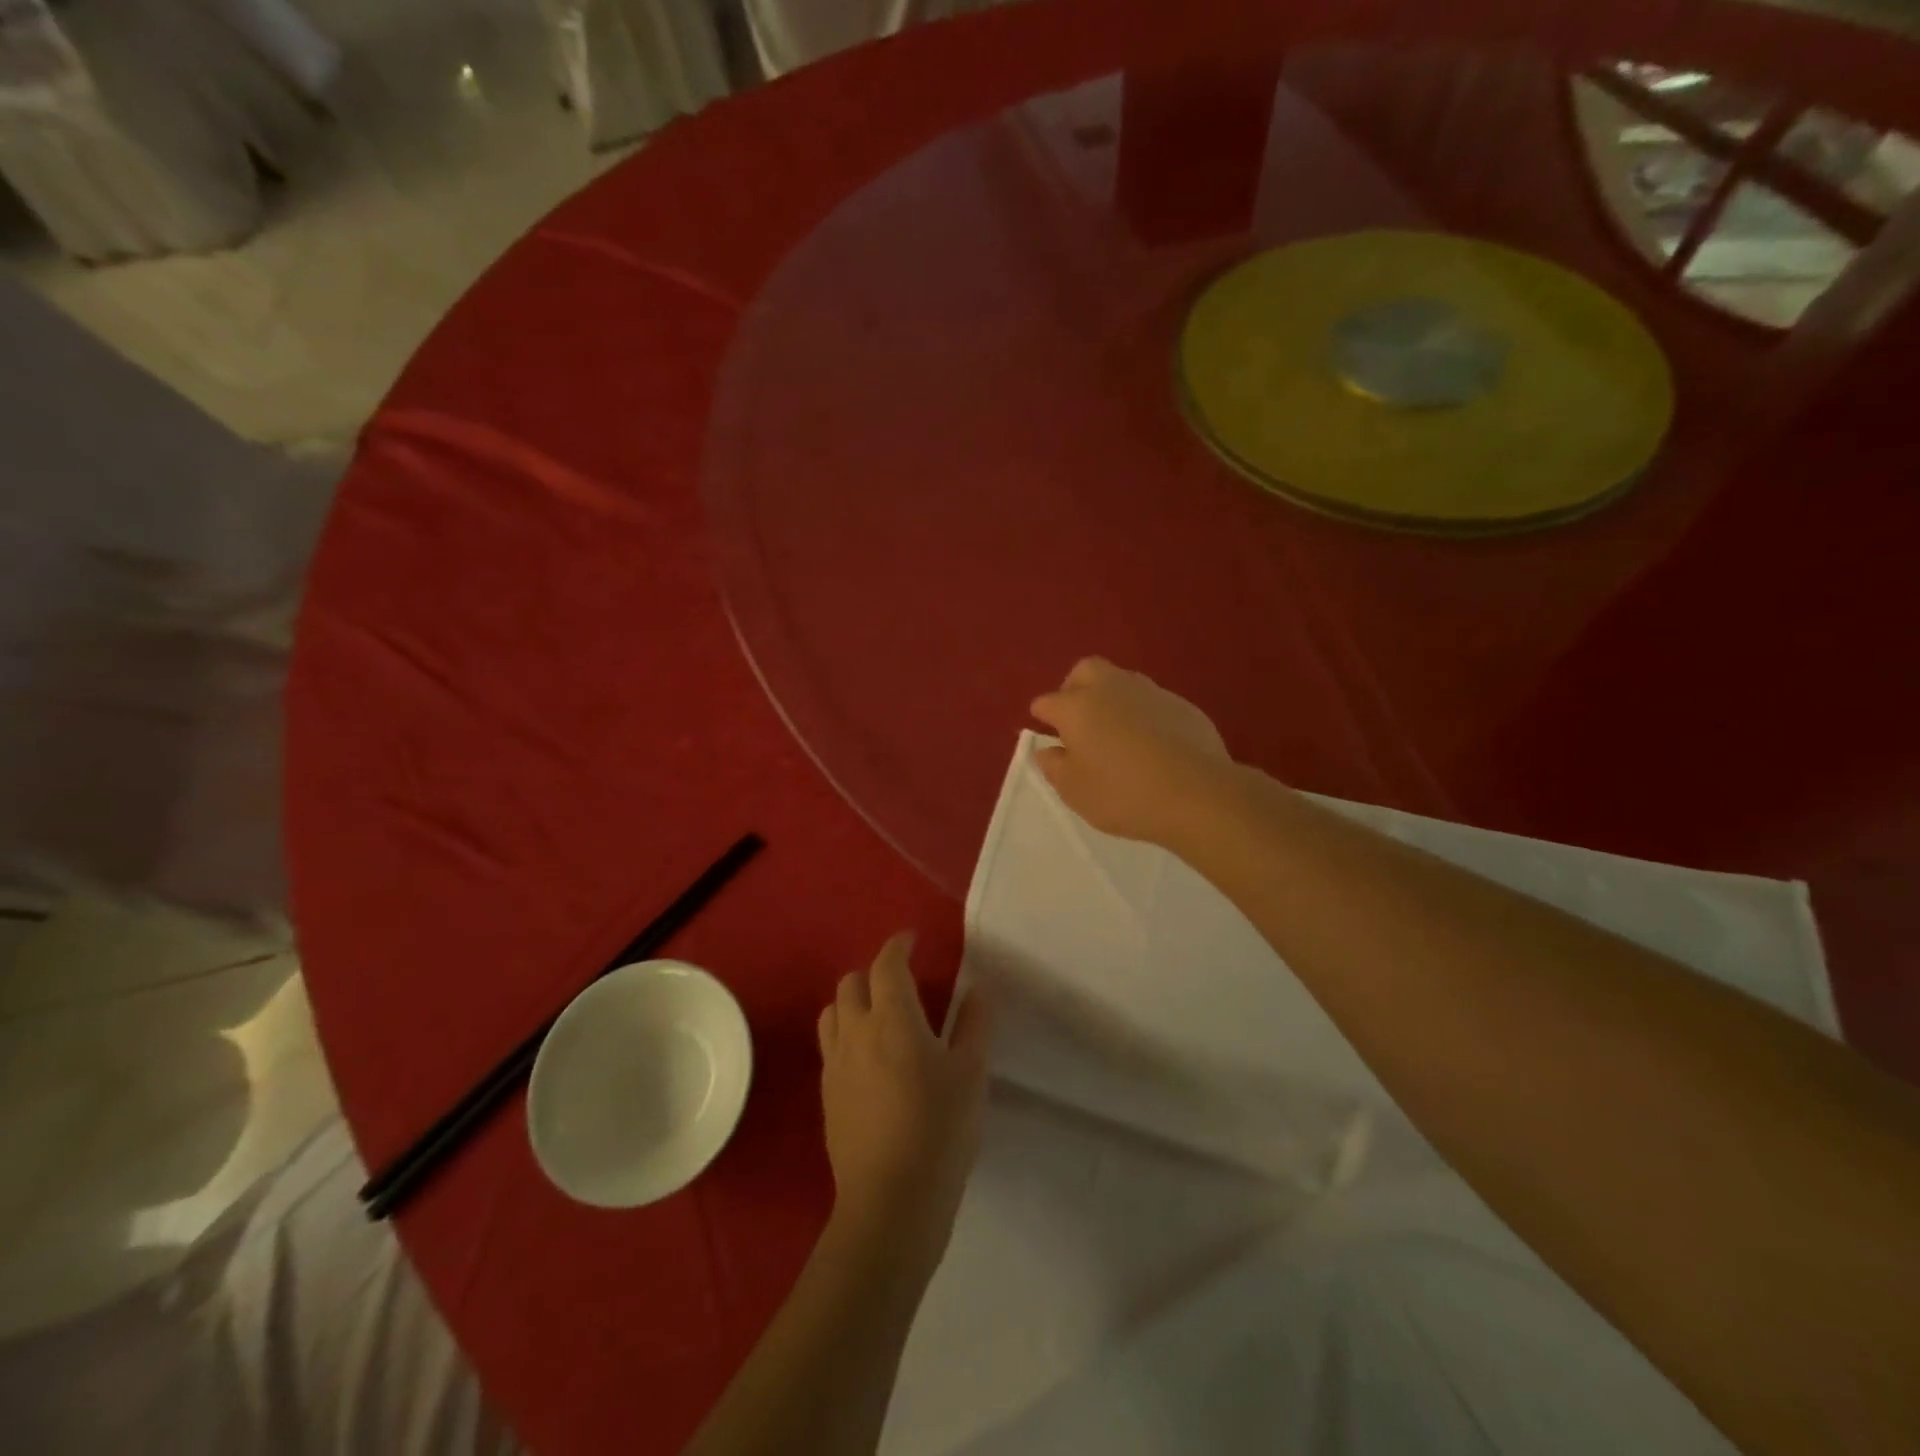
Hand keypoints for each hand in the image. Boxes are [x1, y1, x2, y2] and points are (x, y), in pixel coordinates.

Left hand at [818, 933, 991, 1263]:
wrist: (891, 1201)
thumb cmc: (939, 1130)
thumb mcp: (970, 1074)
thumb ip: (973, 1025)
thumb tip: (977, 990)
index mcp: (893, 1018)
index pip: (887, 964)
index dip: (898, 946)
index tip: (911, 940)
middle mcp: (856, 1031)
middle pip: (852, 982)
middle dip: (874, 974)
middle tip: (901, 984)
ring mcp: (835, 1063)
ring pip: (833, 1012)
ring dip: (854, 1002)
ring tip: (879, 1017)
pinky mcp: (827, 1094)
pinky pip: (830, 1046)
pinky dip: (847, 1034)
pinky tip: (869, 1059)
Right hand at [1029, 657, 1231, 846]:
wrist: (1197, 794)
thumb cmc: (1122, 795)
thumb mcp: (1075, 791)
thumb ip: (1054, 767)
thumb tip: (1048, 750)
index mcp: (1076, 706)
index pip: (1047, 703)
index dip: (1043, 718)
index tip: (1049, 736)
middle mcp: (1110, 688)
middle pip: (1085, 671)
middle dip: (1075, 689)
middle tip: (1079, 721)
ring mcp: (1150, 692)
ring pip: (1122, 682)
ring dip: (1112, 699)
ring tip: (1117, 734)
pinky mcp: (1183, 705)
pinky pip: (1152, 702)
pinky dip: (1144, 715)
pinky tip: (1152, 744)